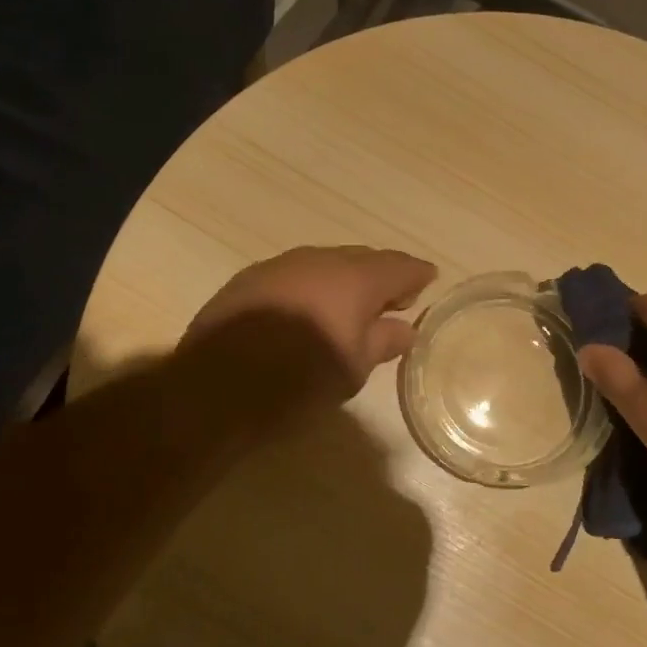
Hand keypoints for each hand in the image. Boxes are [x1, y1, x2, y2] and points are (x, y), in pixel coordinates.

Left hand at [181, 246, 436, 415]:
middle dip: (380, 276)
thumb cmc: (300, 381)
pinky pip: (294, 276)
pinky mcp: (248, 280)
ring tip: (350, 307)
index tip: (429, 280)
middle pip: (361, 259)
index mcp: (354, 278)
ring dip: (343, 281)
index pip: (398, 266)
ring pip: (324, 264)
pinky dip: (311, 288)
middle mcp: (319, 260)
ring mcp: (280, 266)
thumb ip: (383, 341)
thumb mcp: (353, 369)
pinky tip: (308, 311)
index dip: (417, 274)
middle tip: (393, 299)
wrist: (217, 387)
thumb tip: (404, 329)